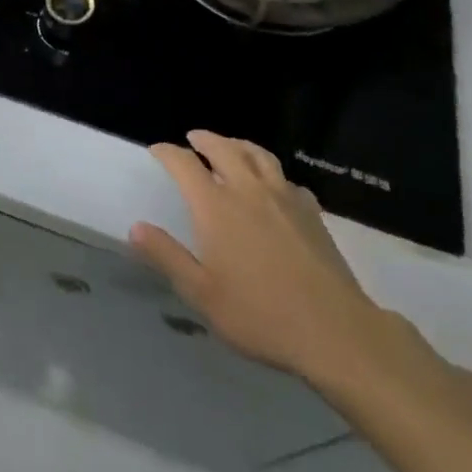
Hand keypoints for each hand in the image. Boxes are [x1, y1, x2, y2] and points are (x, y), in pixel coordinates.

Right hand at [130, 131, 394, 389]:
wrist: (335, 332)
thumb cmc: (260, 315)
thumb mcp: (202, 294)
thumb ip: (167, 257)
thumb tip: (136, 227)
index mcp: (215, 206)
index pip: (184, 163)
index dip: (167, 152)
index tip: (157, 151)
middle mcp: (248, 190)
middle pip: (223, 148)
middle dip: (204, 139)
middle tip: (193, 139)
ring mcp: (284, 198)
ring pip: (258, 155)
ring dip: (239, 145)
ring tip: (230, 148)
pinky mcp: (312, 212)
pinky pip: (287, 180)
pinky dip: (273, 174)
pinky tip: (274, 188)